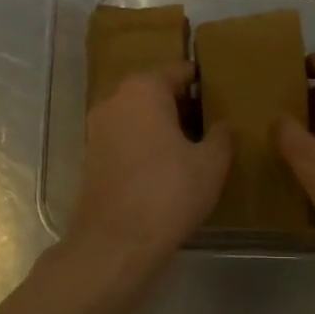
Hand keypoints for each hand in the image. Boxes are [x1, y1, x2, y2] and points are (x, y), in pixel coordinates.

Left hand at [67, 64, 230, 271]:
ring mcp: (97, 128)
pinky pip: (126, 138)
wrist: (115, 242)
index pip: (180, 71)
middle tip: (213, 124)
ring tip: (193, 148)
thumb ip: (223, 135)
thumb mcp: (211, 163)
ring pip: (139, 116)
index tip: (223, 97)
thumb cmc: (169, 192)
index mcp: (144, 89)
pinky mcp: (91, 156)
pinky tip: (167, 168)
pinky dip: (145, 145)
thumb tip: (223, 124)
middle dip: (183, 105)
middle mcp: (115, 99)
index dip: (204, 83)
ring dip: (163, 126)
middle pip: (156, 91)